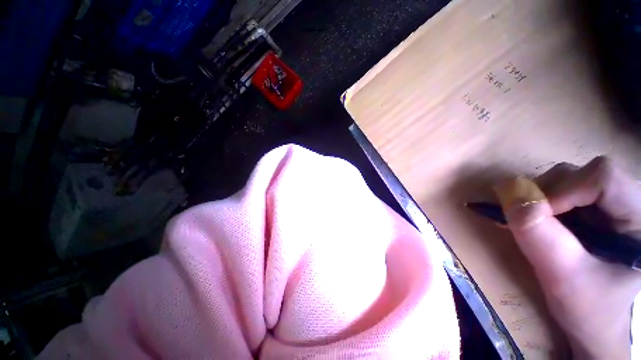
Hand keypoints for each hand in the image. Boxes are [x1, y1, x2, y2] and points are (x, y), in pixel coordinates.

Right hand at [493, 157, 640, 358]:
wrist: (597, 324)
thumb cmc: (590, 309)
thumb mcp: (563, 278)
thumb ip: (538, 235)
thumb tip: (507, 191)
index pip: (604, 177)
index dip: (564, 190)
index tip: (534, 216)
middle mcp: (632, 202)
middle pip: (582, 174)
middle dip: (545, 195)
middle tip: (525, 222)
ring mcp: (614, 204)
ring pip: (568, 179)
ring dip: (539, 198)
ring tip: (530, 225)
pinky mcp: (596, 210)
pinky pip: (561, 191)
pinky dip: (539, 203)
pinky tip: (534, 222)